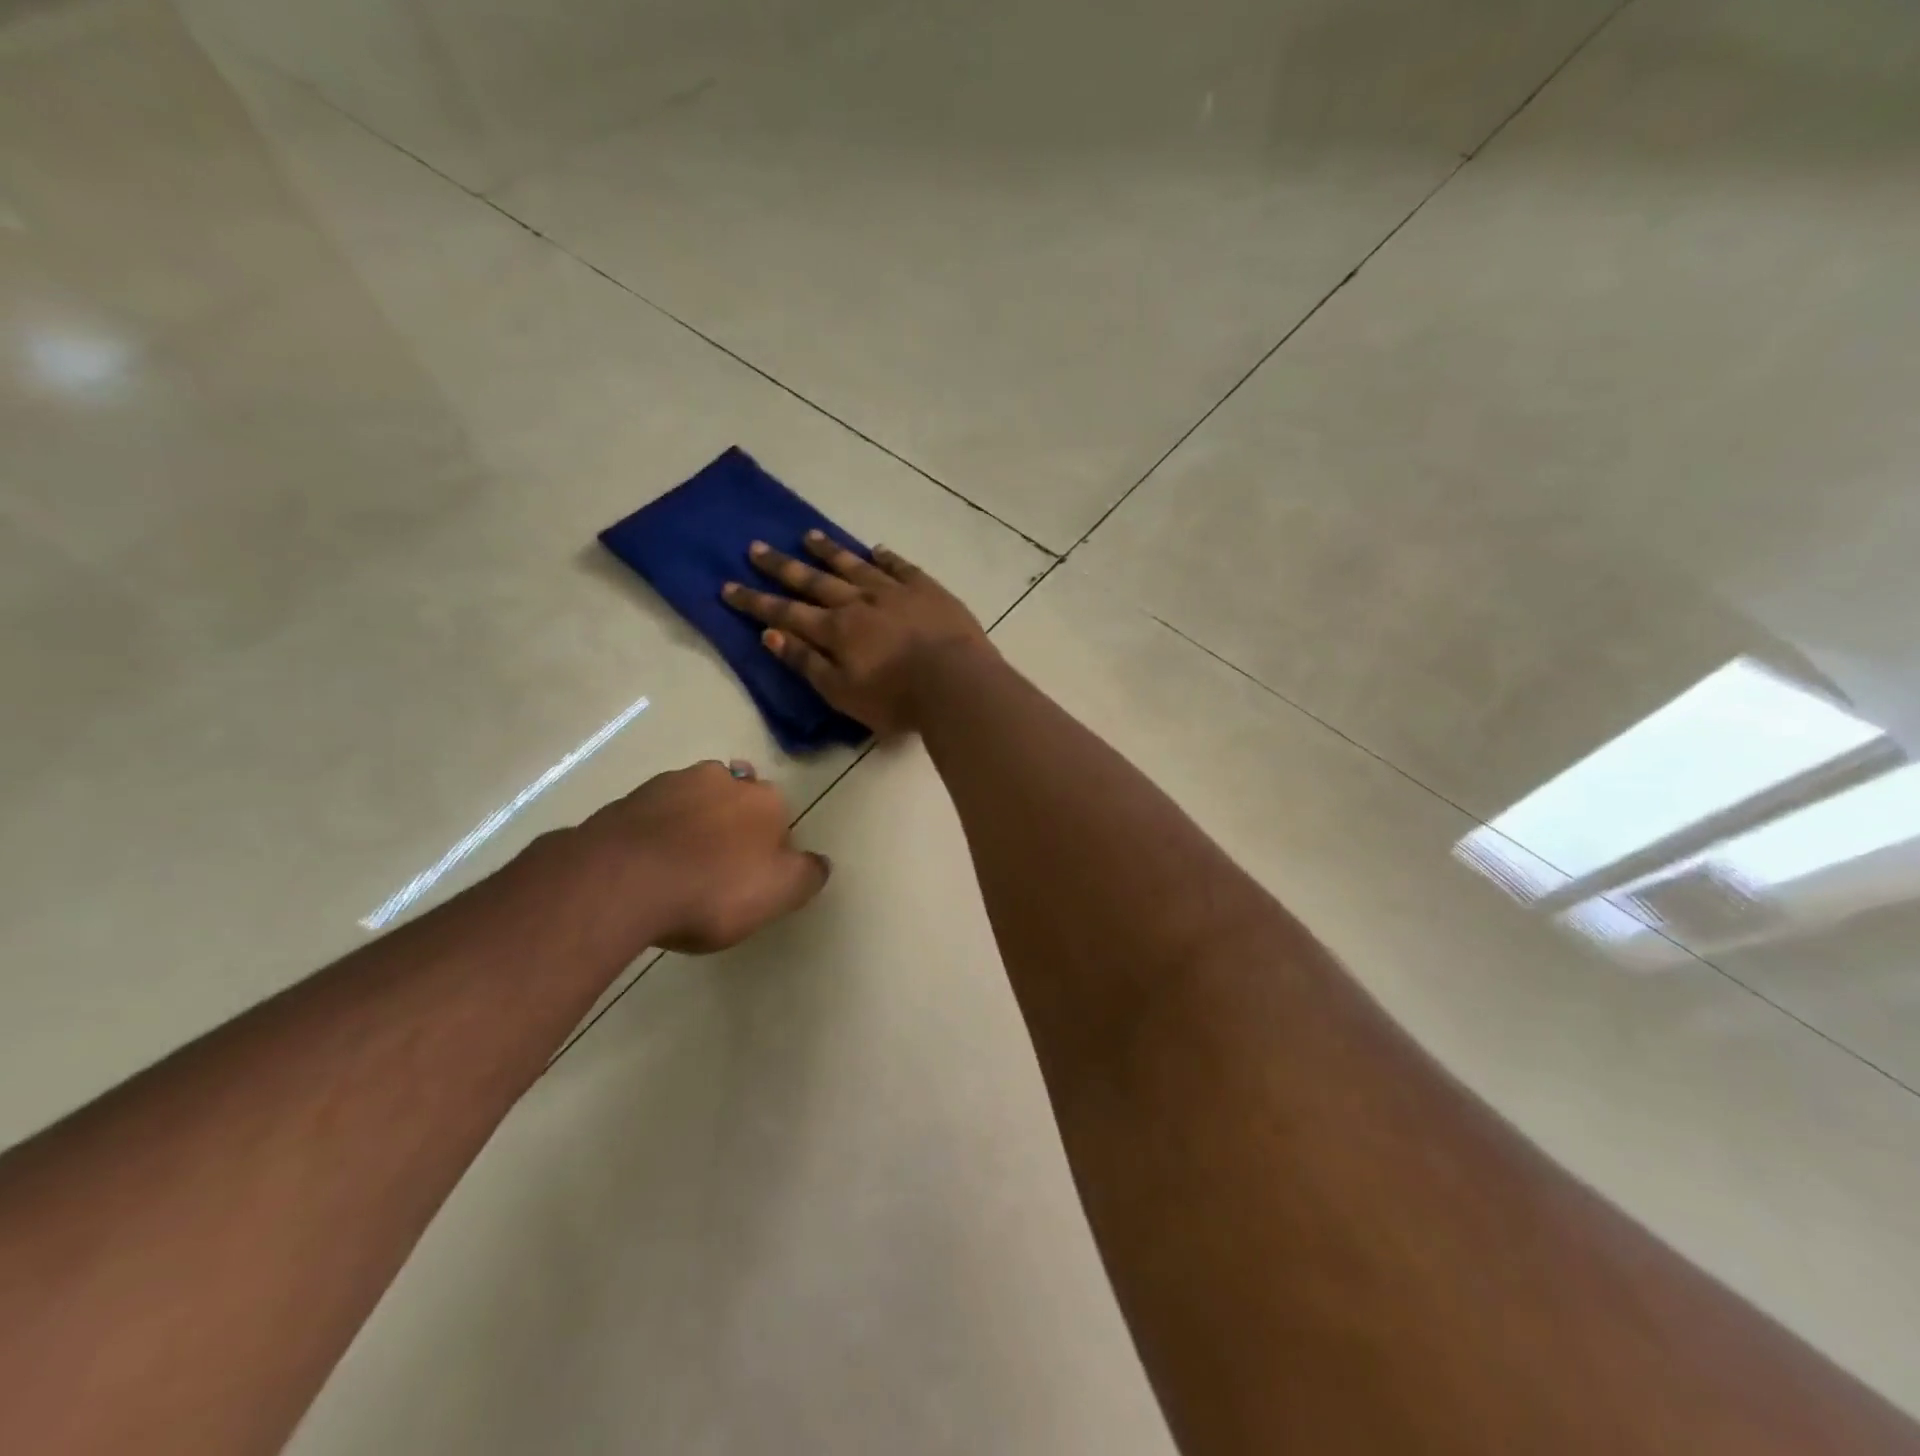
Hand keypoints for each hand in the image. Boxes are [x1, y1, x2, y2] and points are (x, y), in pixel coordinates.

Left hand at [580, 759, 829, 953]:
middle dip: (732, 823)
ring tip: (679, 865)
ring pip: (693, 800)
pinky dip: (656, 832)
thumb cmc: (712, 889)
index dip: (770, 845)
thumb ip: (807, 875)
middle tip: (719, 866)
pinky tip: (647, 864)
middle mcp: (722, 779)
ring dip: (692, 822)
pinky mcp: (628, 800)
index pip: (779, 816)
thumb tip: (820, 862)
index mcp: (765, 799)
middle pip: (736, 799)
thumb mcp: (778, 893)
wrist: (622, 881)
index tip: (756, 875)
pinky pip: (653, 815)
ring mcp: (671, 784)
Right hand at [722, 533, 993, 734]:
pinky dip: (885, 557)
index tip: (728, 586)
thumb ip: (806, 662)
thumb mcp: (842, 693)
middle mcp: (859, 602)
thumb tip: (770, 634)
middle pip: (814, 580)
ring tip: (807, 535)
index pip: (785, 612)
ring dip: (828, 551)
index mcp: (836, 630)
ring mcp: (894, 591)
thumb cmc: (896, 699)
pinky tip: (874, 549)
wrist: (956, 683)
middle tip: (755, 547)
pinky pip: (900, 566)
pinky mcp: (927, 589)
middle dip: (782, 566)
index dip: (755, 601)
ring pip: (854, 565)